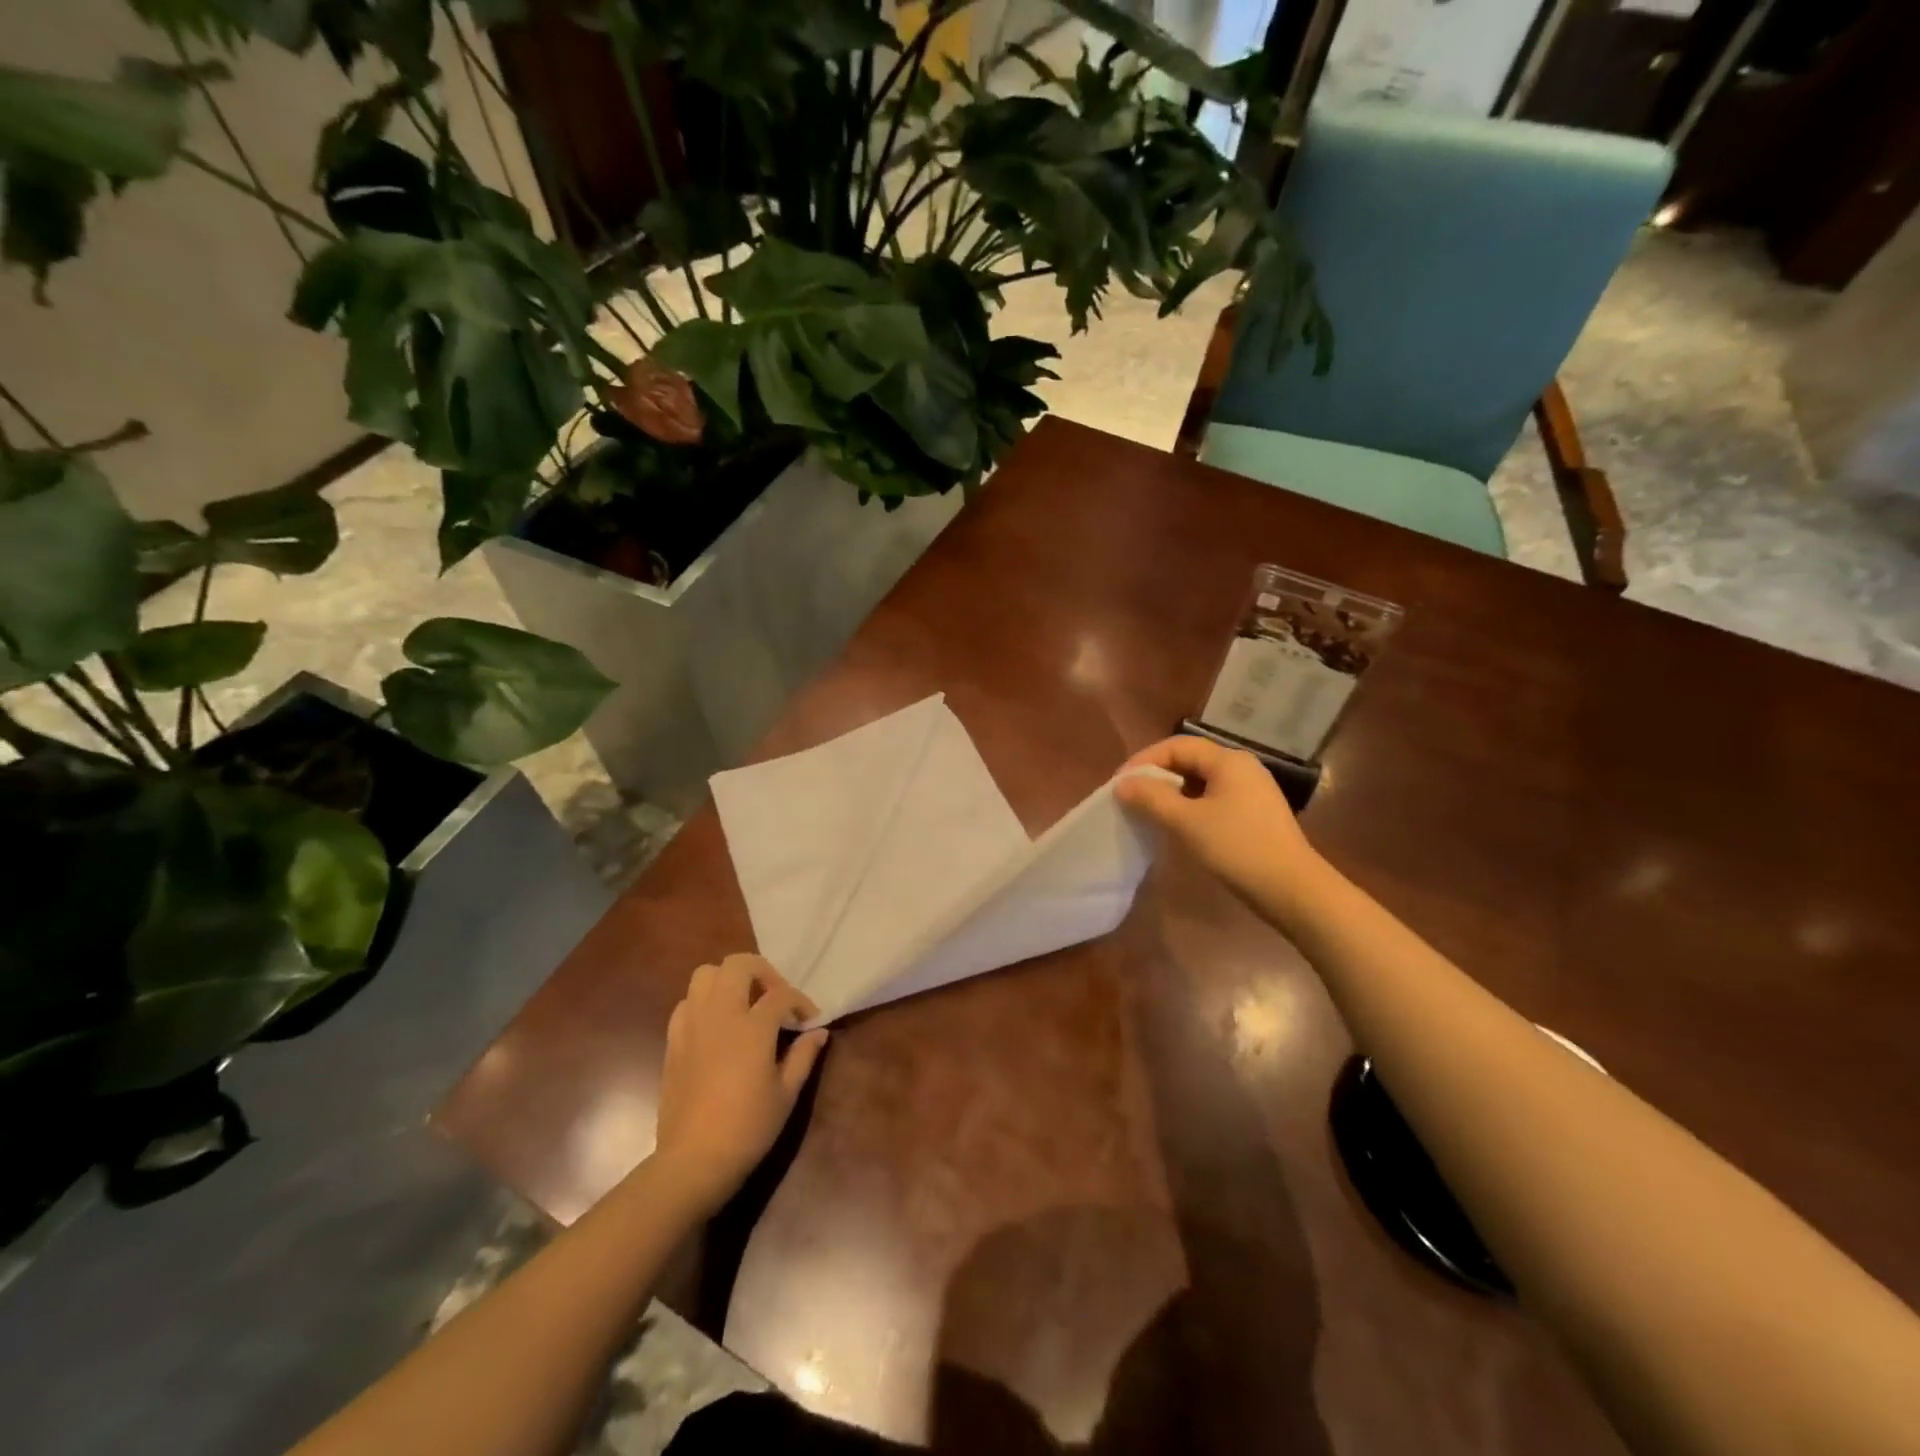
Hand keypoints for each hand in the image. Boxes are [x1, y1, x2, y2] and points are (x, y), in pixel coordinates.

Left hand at [653, 954, 828, 1215]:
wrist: (693, 1160)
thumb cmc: (748, 1128)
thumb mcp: (786, 1094)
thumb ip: (803, 1056)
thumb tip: (818, 1032)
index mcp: (752, 1027)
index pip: (781, 995)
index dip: (800, 1002)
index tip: (809, 1020)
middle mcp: (720, 1015)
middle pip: (739, 965)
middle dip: (763, 972)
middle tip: (775, 998)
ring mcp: (692, 1024)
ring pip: (706, 974)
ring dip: (729, 980)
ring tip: (745, 1004)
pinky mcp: (673, 1040)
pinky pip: (687, 1002)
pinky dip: (704, 1002)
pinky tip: (718, 1026)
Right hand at [1114, 736, 1321, 908]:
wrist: (1292, 890)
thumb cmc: (1237, 848)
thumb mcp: (1187, 822)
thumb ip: (1151, 798)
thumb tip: (1122, 784)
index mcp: (1228, 760)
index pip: (1176, 745)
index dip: (1144, 760)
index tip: (1120, 783)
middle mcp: (1242, 767)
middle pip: (1190, 760)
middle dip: (1157, 775)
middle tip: (1131, 797)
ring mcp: (1252, 791)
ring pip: (1201, 781)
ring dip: (1172, 792)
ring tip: (1149, 812)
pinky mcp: (1255, 813)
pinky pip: (1214, 798)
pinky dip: (1190, 805)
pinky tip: (1179, 825)